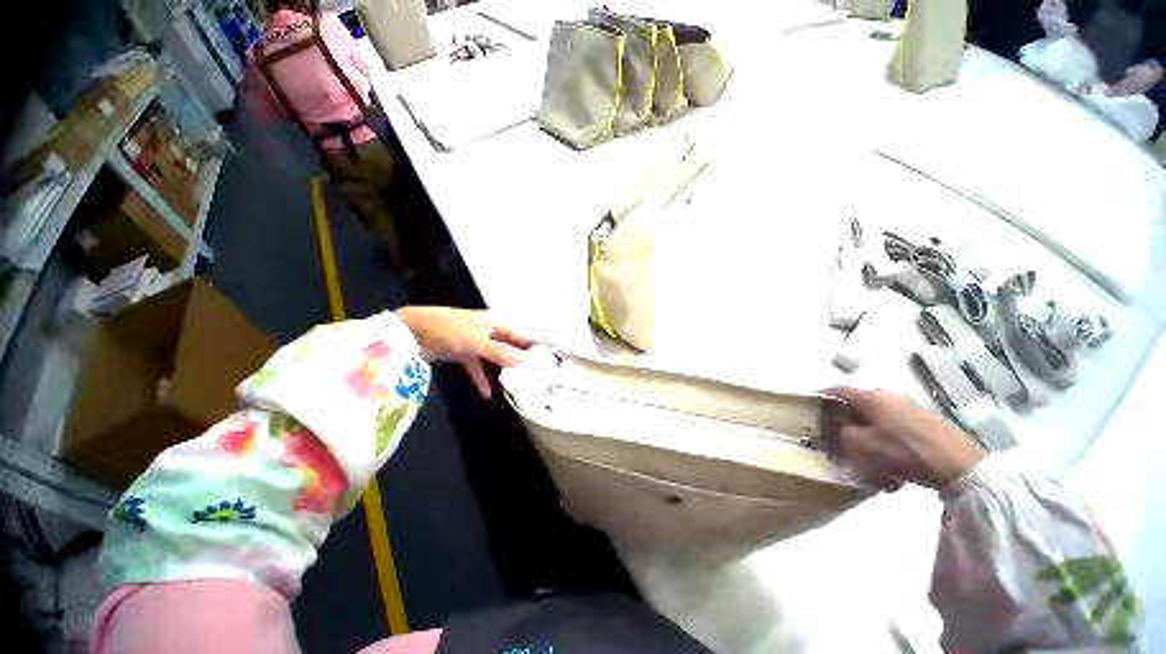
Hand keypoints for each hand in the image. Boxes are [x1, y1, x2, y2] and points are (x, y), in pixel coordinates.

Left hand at [396, 307, 538, 398]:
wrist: (412, 331)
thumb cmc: (449, 330)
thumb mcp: (478, 342)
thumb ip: (502, 352)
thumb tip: (528, 362)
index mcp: (499, 323)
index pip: (525, 335)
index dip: (538, 347)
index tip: (551, 363)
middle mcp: (492, 331)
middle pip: (513, 347)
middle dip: (524, 361)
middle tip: (538, 379)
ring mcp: (478, 342)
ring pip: (498, 357)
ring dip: (506, 370)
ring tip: (520, 387)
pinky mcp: (465, 353)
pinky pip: (478, 367)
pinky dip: (482, 379)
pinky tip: (488, 394)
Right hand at [822, 387, 986, 490]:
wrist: (961, 467)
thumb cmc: (903, 452)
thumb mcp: (860, 446)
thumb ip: (840, 434)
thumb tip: (836, 429)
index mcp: (871, 397)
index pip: (837, 390)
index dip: (821, 398)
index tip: (811, 407)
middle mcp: (889, 397)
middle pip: (858, 409)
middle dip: (847, 427)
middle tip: (840, 445)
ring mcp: (911, 410)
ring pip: (878, 424)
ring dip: (869, 443)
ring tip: (871, 468)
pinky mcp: (927, 425)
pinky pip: (897, 434)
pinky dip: (889, 449)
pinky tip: (894, 473)